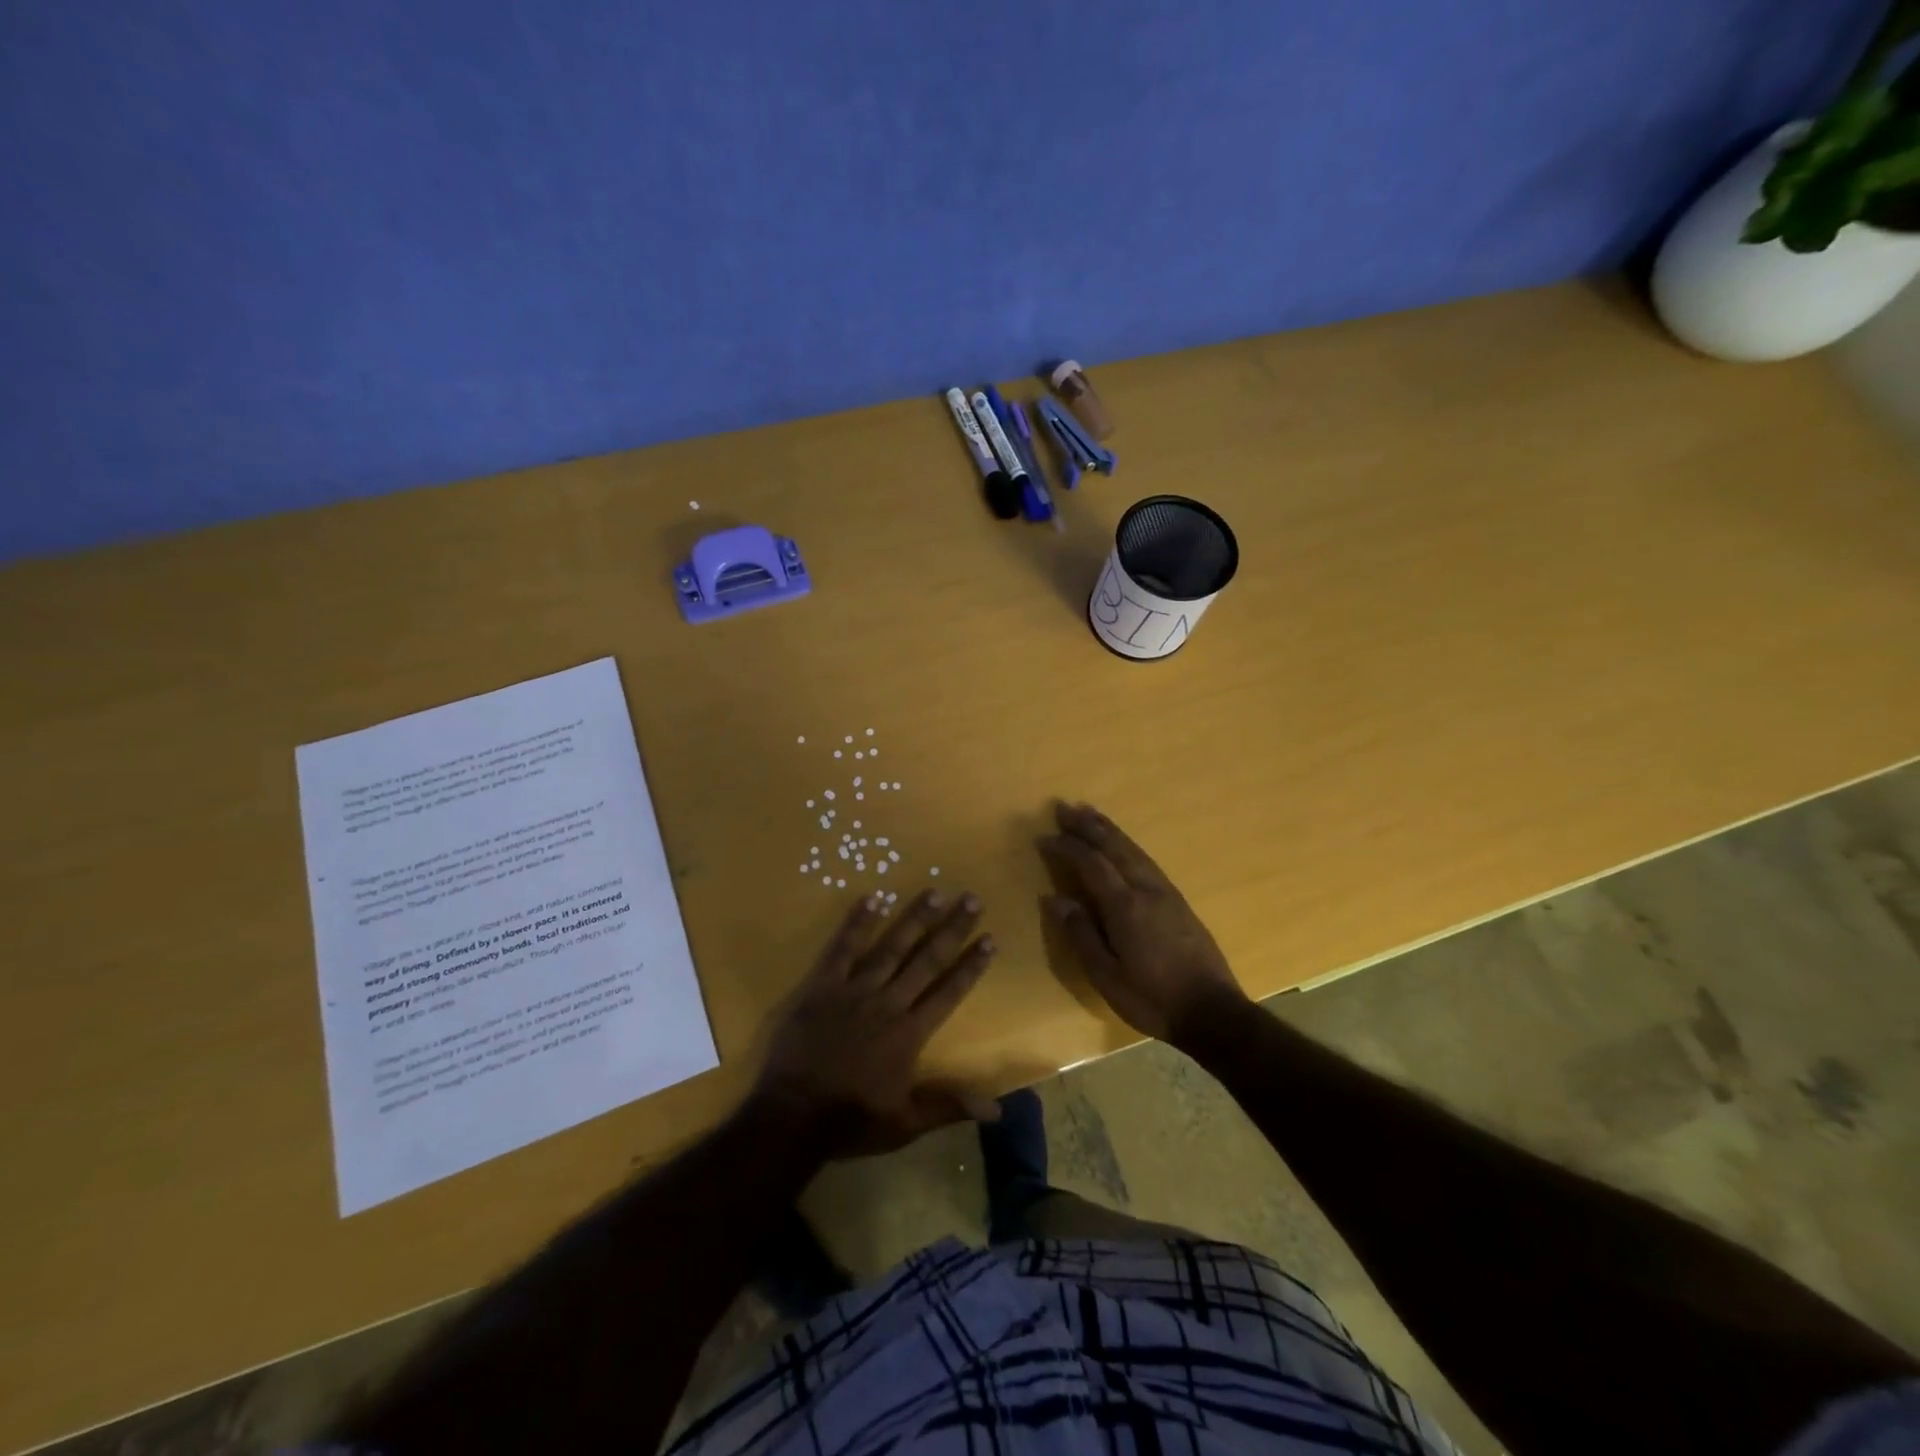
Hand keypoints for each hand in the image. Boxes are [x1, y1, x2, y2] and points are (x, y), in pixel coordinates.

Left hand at [753, 889, 997, 1155]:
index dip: (970, 965)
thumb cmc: (851, 1121)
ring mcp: (854, 991)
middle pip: (927, 960)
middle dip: (952, 929)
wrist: (791, 1117)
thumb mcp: (906, 1123)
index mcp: (910, 1033)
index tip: (989, 939)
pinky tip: (873, 898)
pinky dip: (857, 923)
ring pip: (891, 947)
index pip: (948, 991)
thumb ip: (950, 1105)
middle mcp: (888, 1003)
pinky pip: (842, 949)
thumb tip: (999, 1108)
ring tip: (935, 891)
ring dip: (914, 918)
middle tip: (972, 900)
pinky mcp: (822, 986)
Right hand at [1039, 802, 1249, 1044]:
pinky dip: (1127, 845)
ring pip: (1134, 850)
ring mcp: (1166, 893)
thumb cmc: (1152, 999)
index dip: (1067, 847)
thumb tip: (1054, 898)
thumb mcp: (1106, 976)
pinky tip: (1122, 846)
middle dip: (1088, 826)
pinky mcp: (1179, 902)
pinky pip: (1147, 860)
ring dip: (1109, 829)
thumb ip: (1080, 934)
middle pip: (1114, 847)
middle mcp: (1146, 889)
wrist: (1213, 1012)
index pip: (1091, 864)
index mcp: (1125, 906)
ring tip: (1090, 814)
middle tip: (1064, 807)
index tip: (1044, 837)